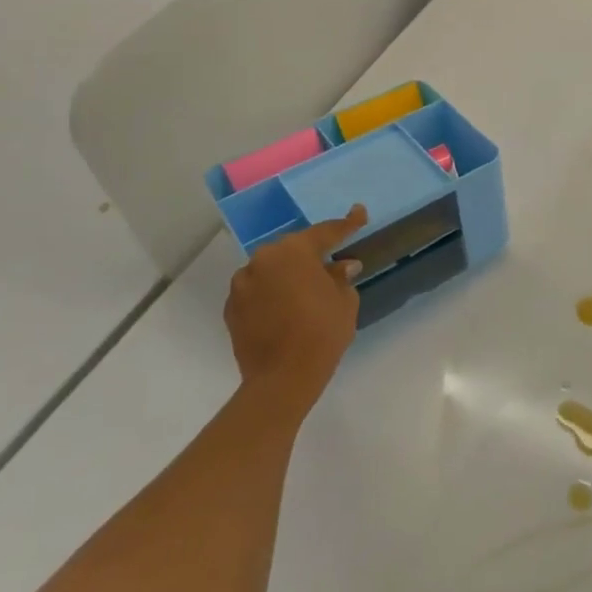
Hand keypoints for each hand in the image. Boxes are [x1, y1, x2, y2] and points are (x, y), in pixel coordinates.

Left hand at [223, 205, 368, 419]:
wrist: (281, 379)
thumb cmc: (321, 332)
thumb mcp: (345, 301)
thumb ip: (341, 277)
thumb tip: (341, 266)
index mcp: (293, 251)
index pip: (325, 232)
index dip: (347, 224)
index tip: (359, 213)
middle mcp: (263, 259)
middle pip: (293, 249)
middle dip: (312, 254)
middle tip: (331, 262)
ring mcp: (242, 283)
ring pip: (272, 269)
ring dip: (288, 274)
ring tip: (305, 290)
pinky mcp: (231, 308)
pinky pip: (257, 291)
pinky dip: (272, 294)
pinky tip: (285, 309)